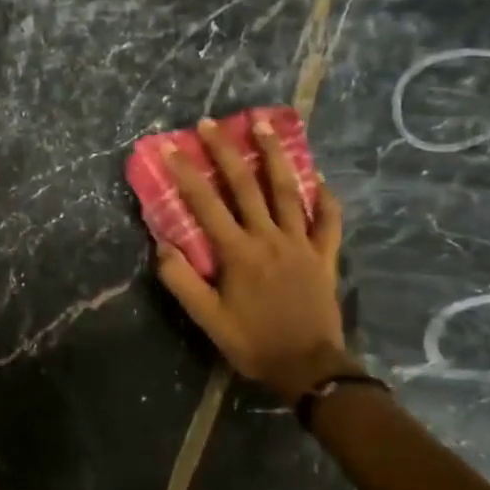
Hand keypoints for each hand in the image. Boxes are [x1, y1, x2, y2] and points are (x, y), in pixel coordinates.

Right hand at [155, 115, 350, 402]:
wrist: (308, 367)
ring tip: (265, 126)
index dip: (185, 173)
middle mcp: (269, 238)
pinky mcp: (324, 255)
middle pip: (246, 186)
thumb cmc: (252, 343)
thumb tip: (162, 245)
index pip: (205, 204)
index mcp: (238, 253)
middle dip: (226, 151)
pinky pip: (327, 220)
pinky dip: (324, 197)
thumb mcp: (207, 320)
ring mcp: (301, 243)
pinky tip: (317, 177)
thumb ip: (182, 281)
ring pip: (287, 191)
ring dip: (275, 156)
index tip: (170, 146)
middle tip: (212, 123)